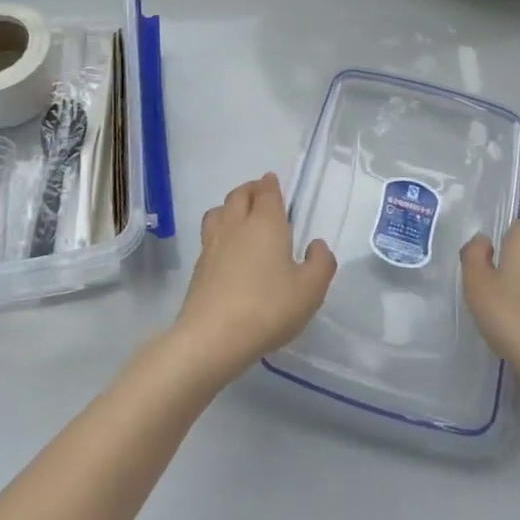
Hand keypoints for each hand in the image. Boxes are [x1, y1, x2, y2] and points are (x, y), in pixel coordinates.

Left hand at [172, 174, 336, 381]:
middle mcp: (236, 224)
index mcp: (265, 222)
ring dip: (230, 207)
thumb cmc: (268, 307)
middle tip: (260, 195)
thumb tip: (316, 245)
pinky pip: (209, 235)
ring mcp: (213, 243)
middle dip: (251, 189)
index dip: (270, 184)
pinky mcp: (199, 266)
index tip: (273, 182)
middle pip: (239, 194)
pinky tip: (227, 249)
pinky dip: (219, 231)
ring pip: (219, 211)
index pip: (266, 191)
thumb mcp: (310, 290)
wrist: (212, 336)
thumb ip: (321, 263)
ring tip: (240, 217)